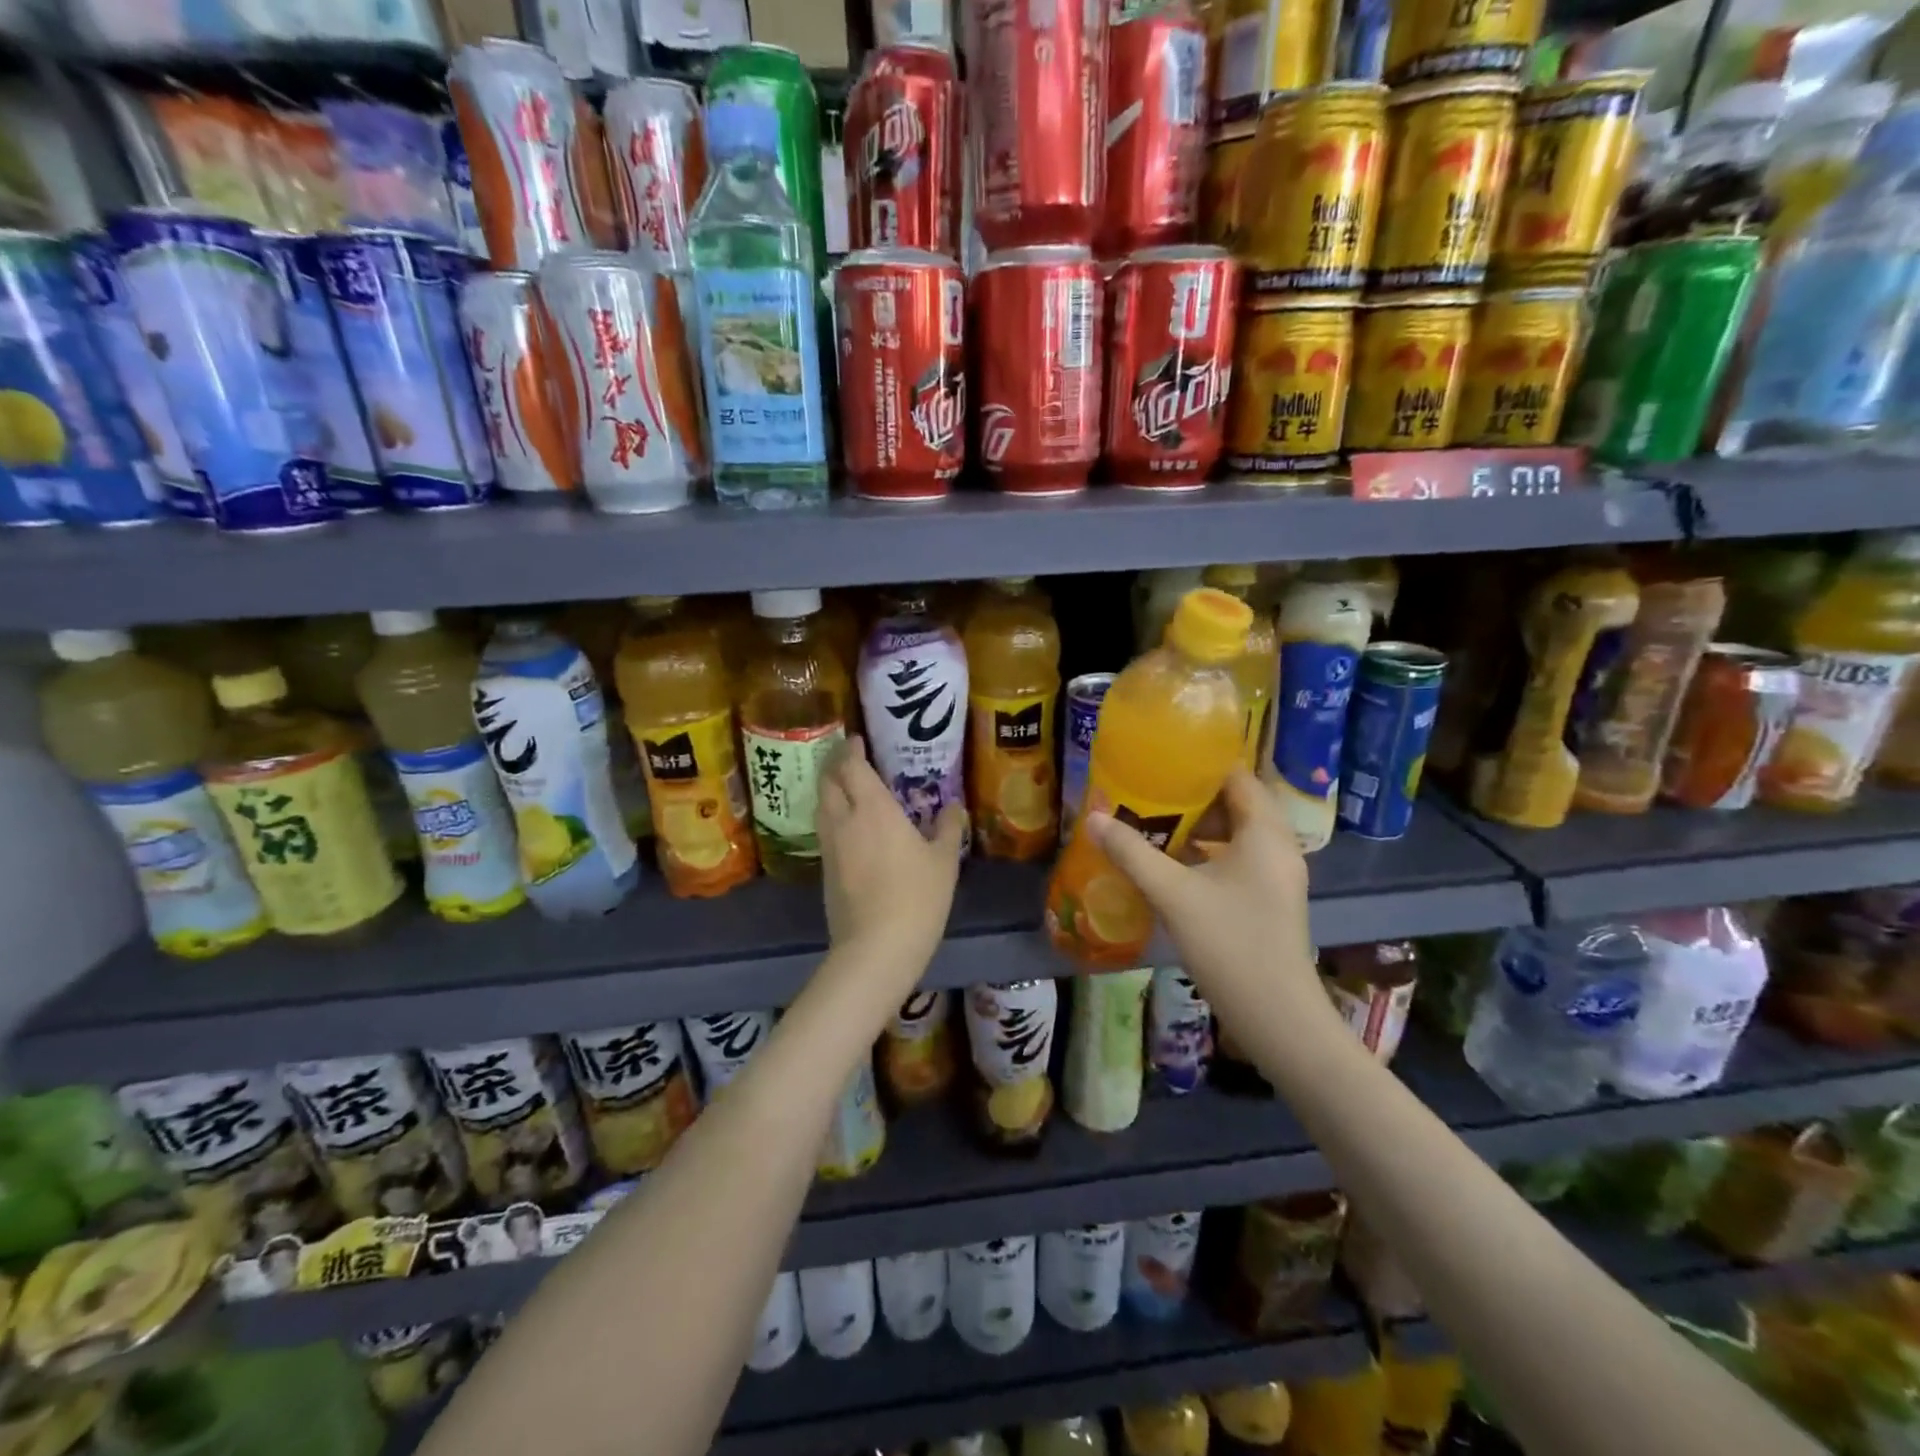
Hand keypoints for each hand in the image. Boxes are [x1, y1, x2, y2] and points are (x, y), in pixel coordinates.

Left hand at [816, 735, 964, 983]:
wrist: (876, 947)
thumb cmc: (917, 897)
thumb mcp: (943, 861)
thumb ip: (947, 828)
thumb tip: (953, 806)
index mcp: (873, 808)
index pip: (852, 766)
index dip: (851, 749)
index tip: (856, 739)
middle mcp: (844, 819)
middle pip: (828, 781)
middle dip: (834, 765)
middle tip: (849, 759)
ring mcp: (830, 846)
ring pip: (821, 805)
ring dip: (830, 790)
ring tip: (846, 787)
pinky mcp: (824, 869)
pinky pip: (824, 830)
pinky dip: (832, 816)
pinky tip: (848, 826)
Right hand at [1086, 768, 1317, 1012]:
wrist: (1277, 1017)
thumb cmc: (1229, 944)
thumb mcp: (1173, 894)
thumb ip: (1132, 852)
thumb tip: (1093, 818)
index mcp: (1265, 833)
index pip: (1238, 777)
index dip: (1201, 766)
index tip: (1160, 764)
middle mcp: (1279, 846)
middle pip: (1237, 803)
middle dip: (1193, 798)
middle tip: (1149, 795)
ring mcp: (1278, 875)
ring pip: (1238, 833)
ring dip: (1199, 827)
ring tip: (1155, 825)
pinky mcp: (1271, 899)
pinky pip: (1240, 858)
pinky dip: (1210, 852)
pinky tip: (1175, 866)